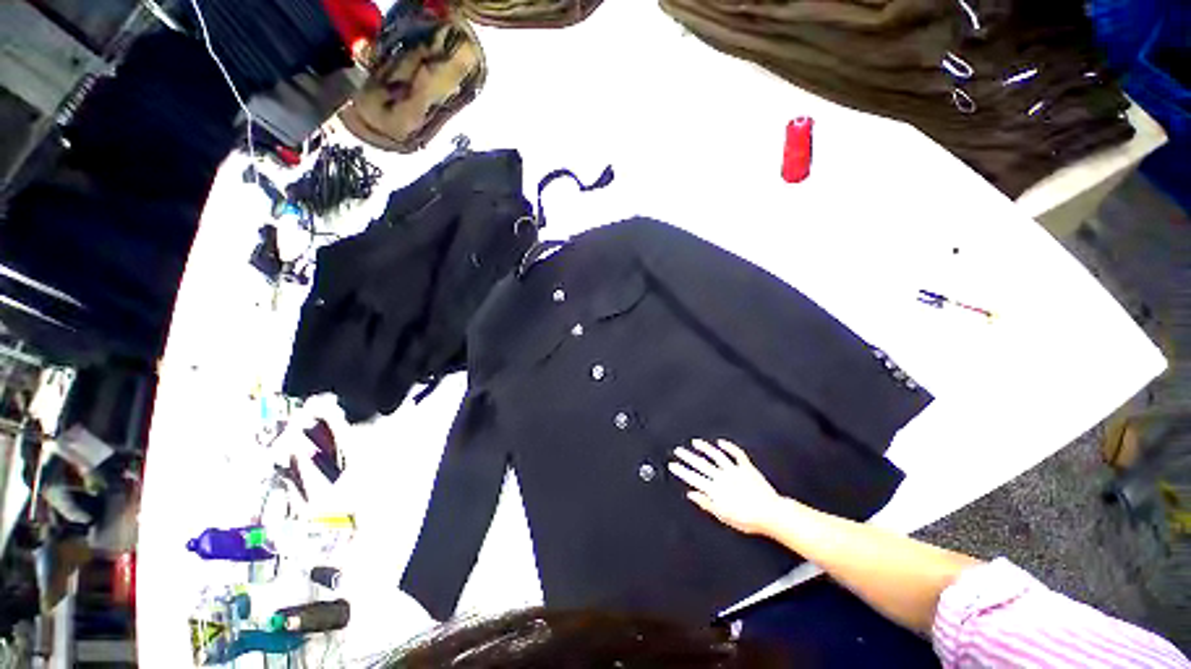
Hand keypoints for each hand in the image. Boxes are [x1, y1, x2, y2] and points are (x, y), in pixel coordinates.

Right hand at [668, 439, 785, 535]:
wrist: (770, 514)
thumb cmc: (747, 519)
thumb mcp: (722, 515)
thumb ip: (706, 503)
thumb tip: (692, 494)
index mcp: (715, 489)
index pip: (693, 478)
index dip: (681, 470)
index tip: (673, 464)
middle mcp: (722, 477)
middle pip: (701, 464)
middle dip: (688, 456)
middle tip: (678, 450)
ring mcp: (734, 470)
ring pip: (716, 455)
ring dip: (705, 447)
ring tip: (695, 442)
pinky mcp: (746, 467)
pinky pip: (736, 454)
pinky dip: (728, 446)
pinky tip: (721, 442)